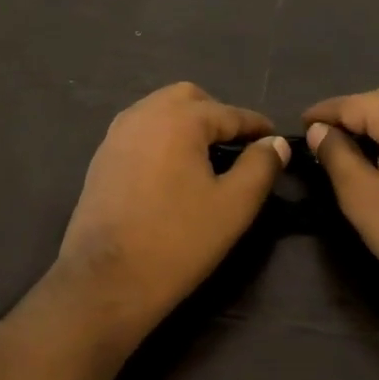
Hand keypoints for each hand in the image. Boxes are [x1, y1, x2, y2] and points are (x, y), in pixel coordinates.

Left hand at [56, 83, 288, 341]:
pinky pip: (140, 130)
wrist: (106, 281)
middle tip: (238, 144)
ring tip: (208, 155)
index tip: (275, 137)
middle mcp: (145, 114)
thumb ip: (260, 167)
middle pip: (189, 98)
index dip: (256, 126)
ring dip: (187, 123)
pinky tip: (173, 168)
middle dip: (217, 114)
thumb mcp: (234, 206)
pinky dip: (163, 137)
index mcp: (179, 119)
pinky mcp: (102, 157)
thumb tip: (275, 143)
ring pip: (160, 110)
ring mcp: (117, 134)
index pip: (229, 113)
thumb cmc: (177, 241)